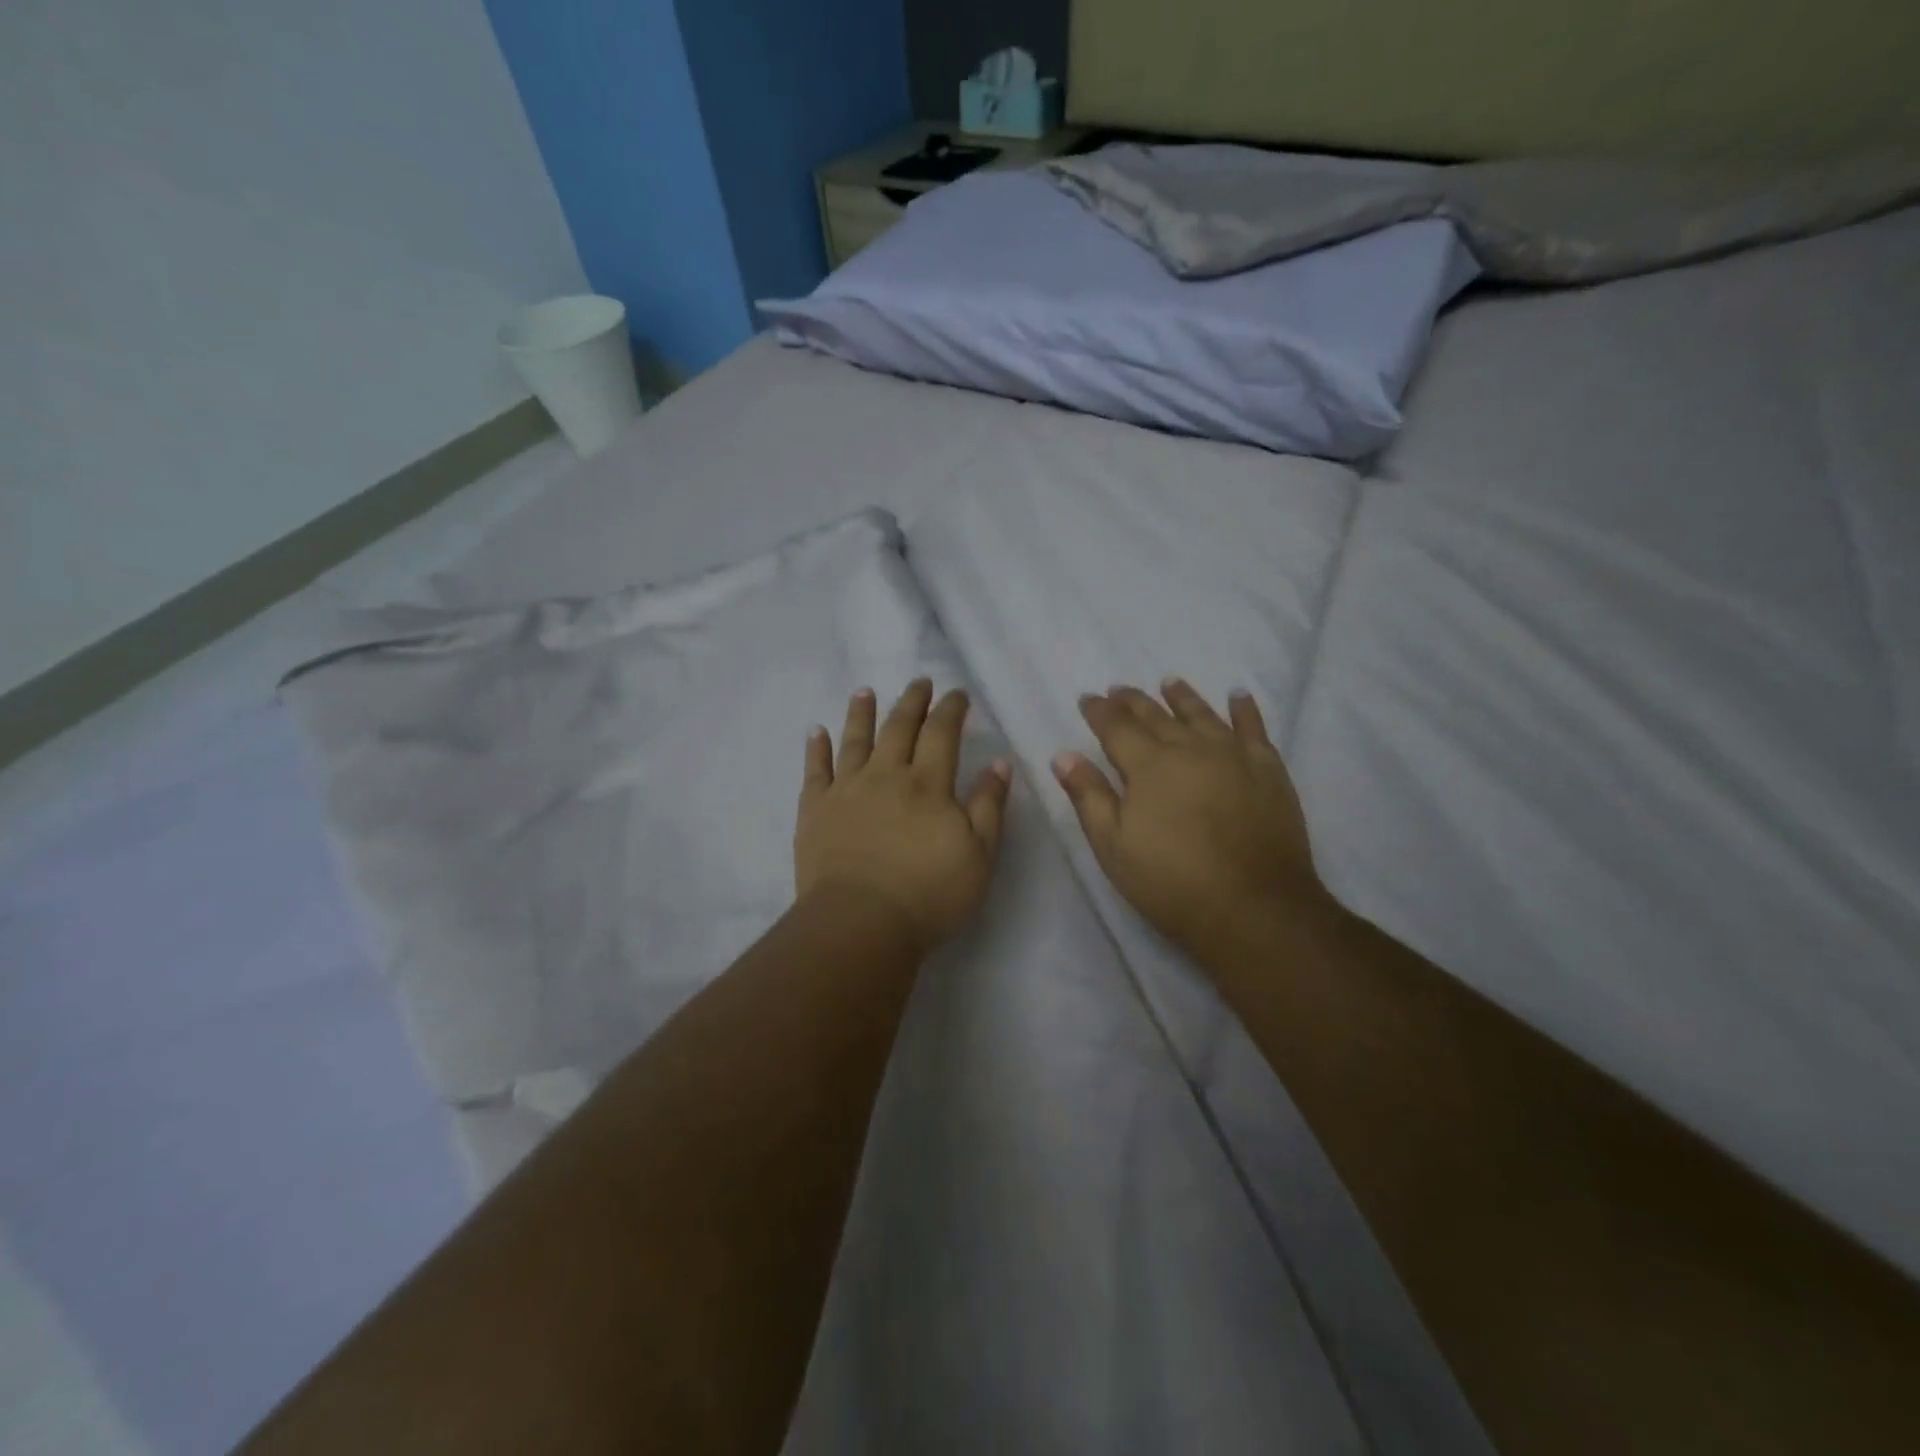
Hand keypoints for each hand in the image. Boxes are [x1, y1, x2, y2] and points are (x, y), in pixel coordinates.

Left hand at [796, 680, 1013, 950]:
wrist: (861, 922)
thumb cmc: (929, 893)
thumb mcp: (979, 854)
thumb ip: (989, 805)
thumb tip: (999, 762)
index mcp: (928, 783)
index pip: (942, 733)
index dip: (951, 709)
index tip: (957, 693)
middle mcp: (886, 775)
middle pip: (899, 727)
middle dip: (911, 701)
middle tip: (919, 682)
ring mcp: (846, 790)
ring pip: (855, 740)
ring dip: (861, 713)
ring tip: (865, 691)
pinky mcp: (816, 810)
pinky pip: (815, 770)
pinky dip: (816, 748)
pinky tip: (816, 731)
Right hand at [1053, 680, 1323, 958]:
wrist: (1253, 907)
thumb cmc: (1171, 882)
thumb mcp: (1114, 846)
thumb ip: (1088, 796)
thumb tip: (1063, 755)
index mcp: (1148, 766)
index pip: (1116, 727)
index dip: (1099, 711)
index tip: (1088, 699)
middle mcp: (1190, 749)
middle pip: (1156, 715)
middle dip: (1134, 701)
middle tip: (1119, 690)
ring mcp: (1233, 756)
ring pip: (1202, 714)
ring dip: (1182, 697)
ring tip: (1170, 683)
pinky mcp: (1268, 770)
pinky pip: (1254, 729)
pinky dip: (1245, 710)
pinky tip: (1238, 696)